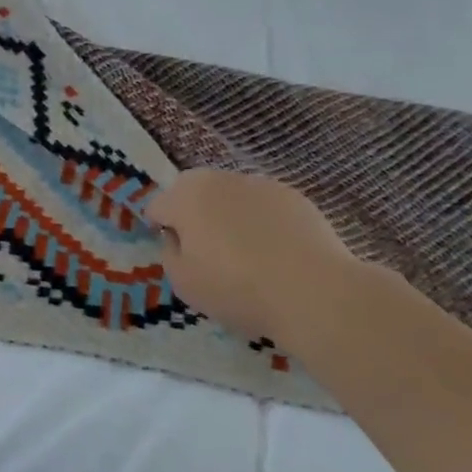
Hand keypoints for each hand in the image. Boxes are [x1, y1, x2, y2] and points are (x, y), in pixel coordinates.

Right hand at [146, 170, 360, 341]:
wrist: (314, 292)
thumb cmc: (237, 288)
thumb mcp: (183, 282)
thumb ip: (170, 253)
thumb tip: (179, 238)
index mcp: (186, 196)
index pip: (158, 206)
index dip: (160, 229)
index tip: (174, 252)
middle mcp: (219, 179)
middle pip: (193, 191)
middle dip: (192, 213)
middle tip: (204, 250)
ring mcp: (259, 184)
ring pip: (230, 196)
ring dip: (227, 214)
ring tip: (244, 252)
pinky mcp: (293, 196)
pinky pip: (263, 205)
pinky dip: (261, 221)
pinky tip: (274, 252)